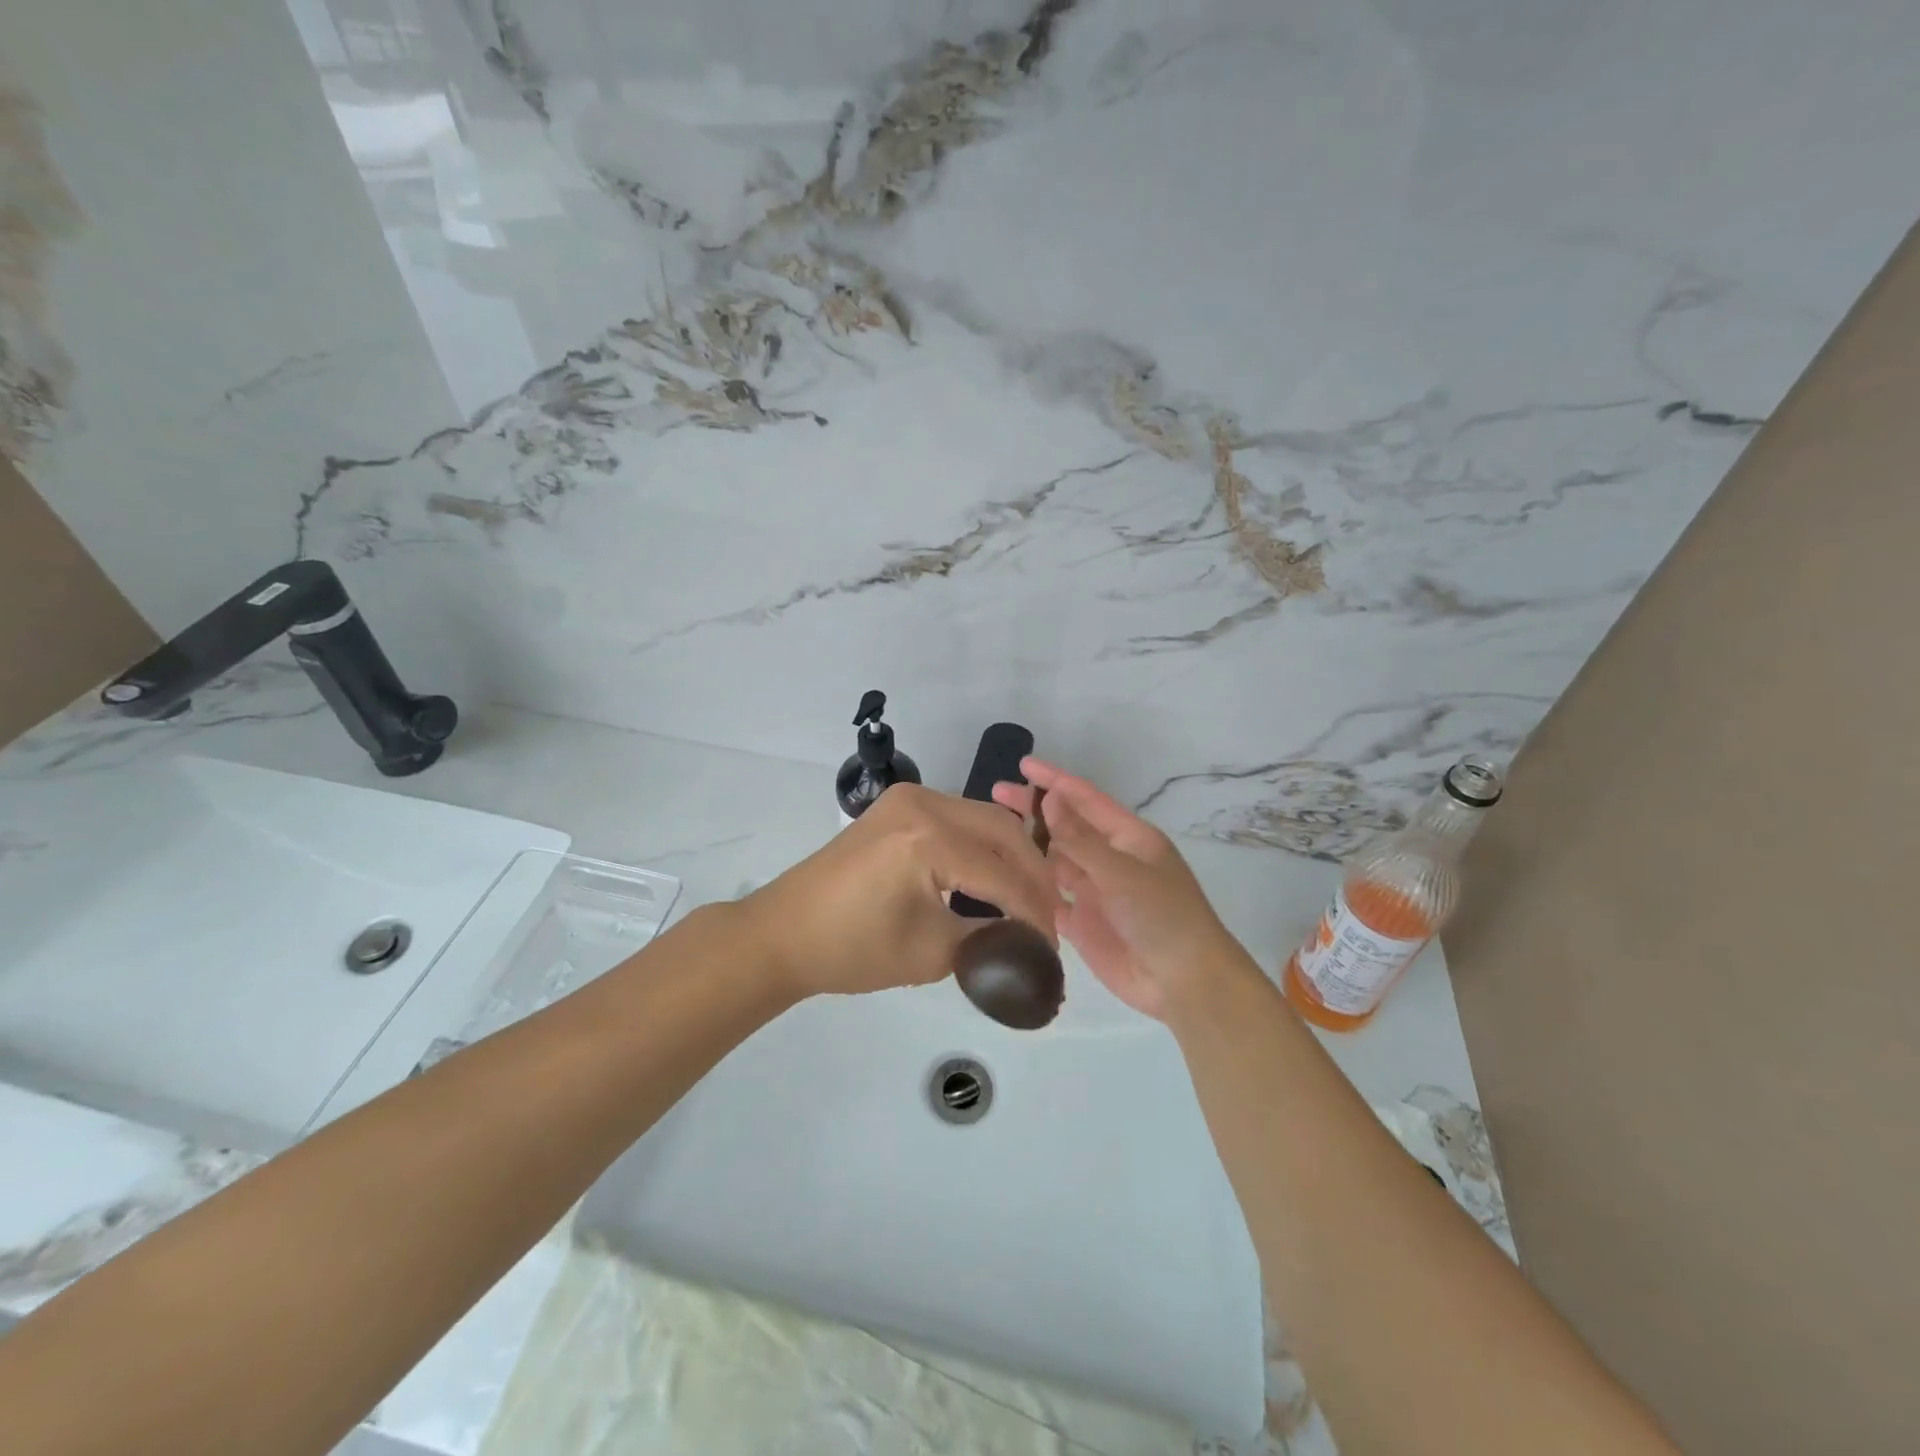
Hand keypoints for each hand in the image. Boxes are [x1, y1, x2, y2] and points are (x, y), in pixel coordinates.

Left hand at [740, 783, 1059, 999]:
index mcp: (928, 839)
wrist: (783, 932)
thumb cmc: (851, 949)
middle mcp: (924, 804)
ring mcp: (909, 799)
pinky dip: (982, 845)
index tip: (1051, 946)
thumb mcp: (930, 952)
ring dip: (1010, 856)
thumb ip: (989, 939)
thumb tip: (1029, 942)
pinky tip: (991, 876)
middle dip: (1032, 874)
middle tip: (1048, 916)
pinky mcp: (899, 806)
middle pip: (1003, 831)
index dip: (1034, 912)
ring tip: (1026, 898)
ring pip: (984, 819)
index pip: (1002, 874)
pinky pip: (958, 818)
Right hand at [993, 759, 1239, 1020]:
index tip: (1023, 764)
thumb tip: (1049, 799)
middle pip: (1066, 827)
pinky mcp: (1082, 923)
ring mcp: (1094, 891)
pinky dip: (1031, 889)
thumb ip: (1080, 839)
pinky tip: (1004, 880)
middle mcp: (1109, 859)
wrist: (1183, 982)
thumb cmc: (1162, 915)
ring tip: (992, 835)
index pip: (1085, 799)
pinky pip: (1050, 899)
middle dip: (1034, 810)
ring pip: (1054, 861)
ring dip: (1029, 848)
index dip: (1055, 780)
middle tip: (996, 794)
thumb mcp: (1122, 871)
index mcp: (1128, 837)